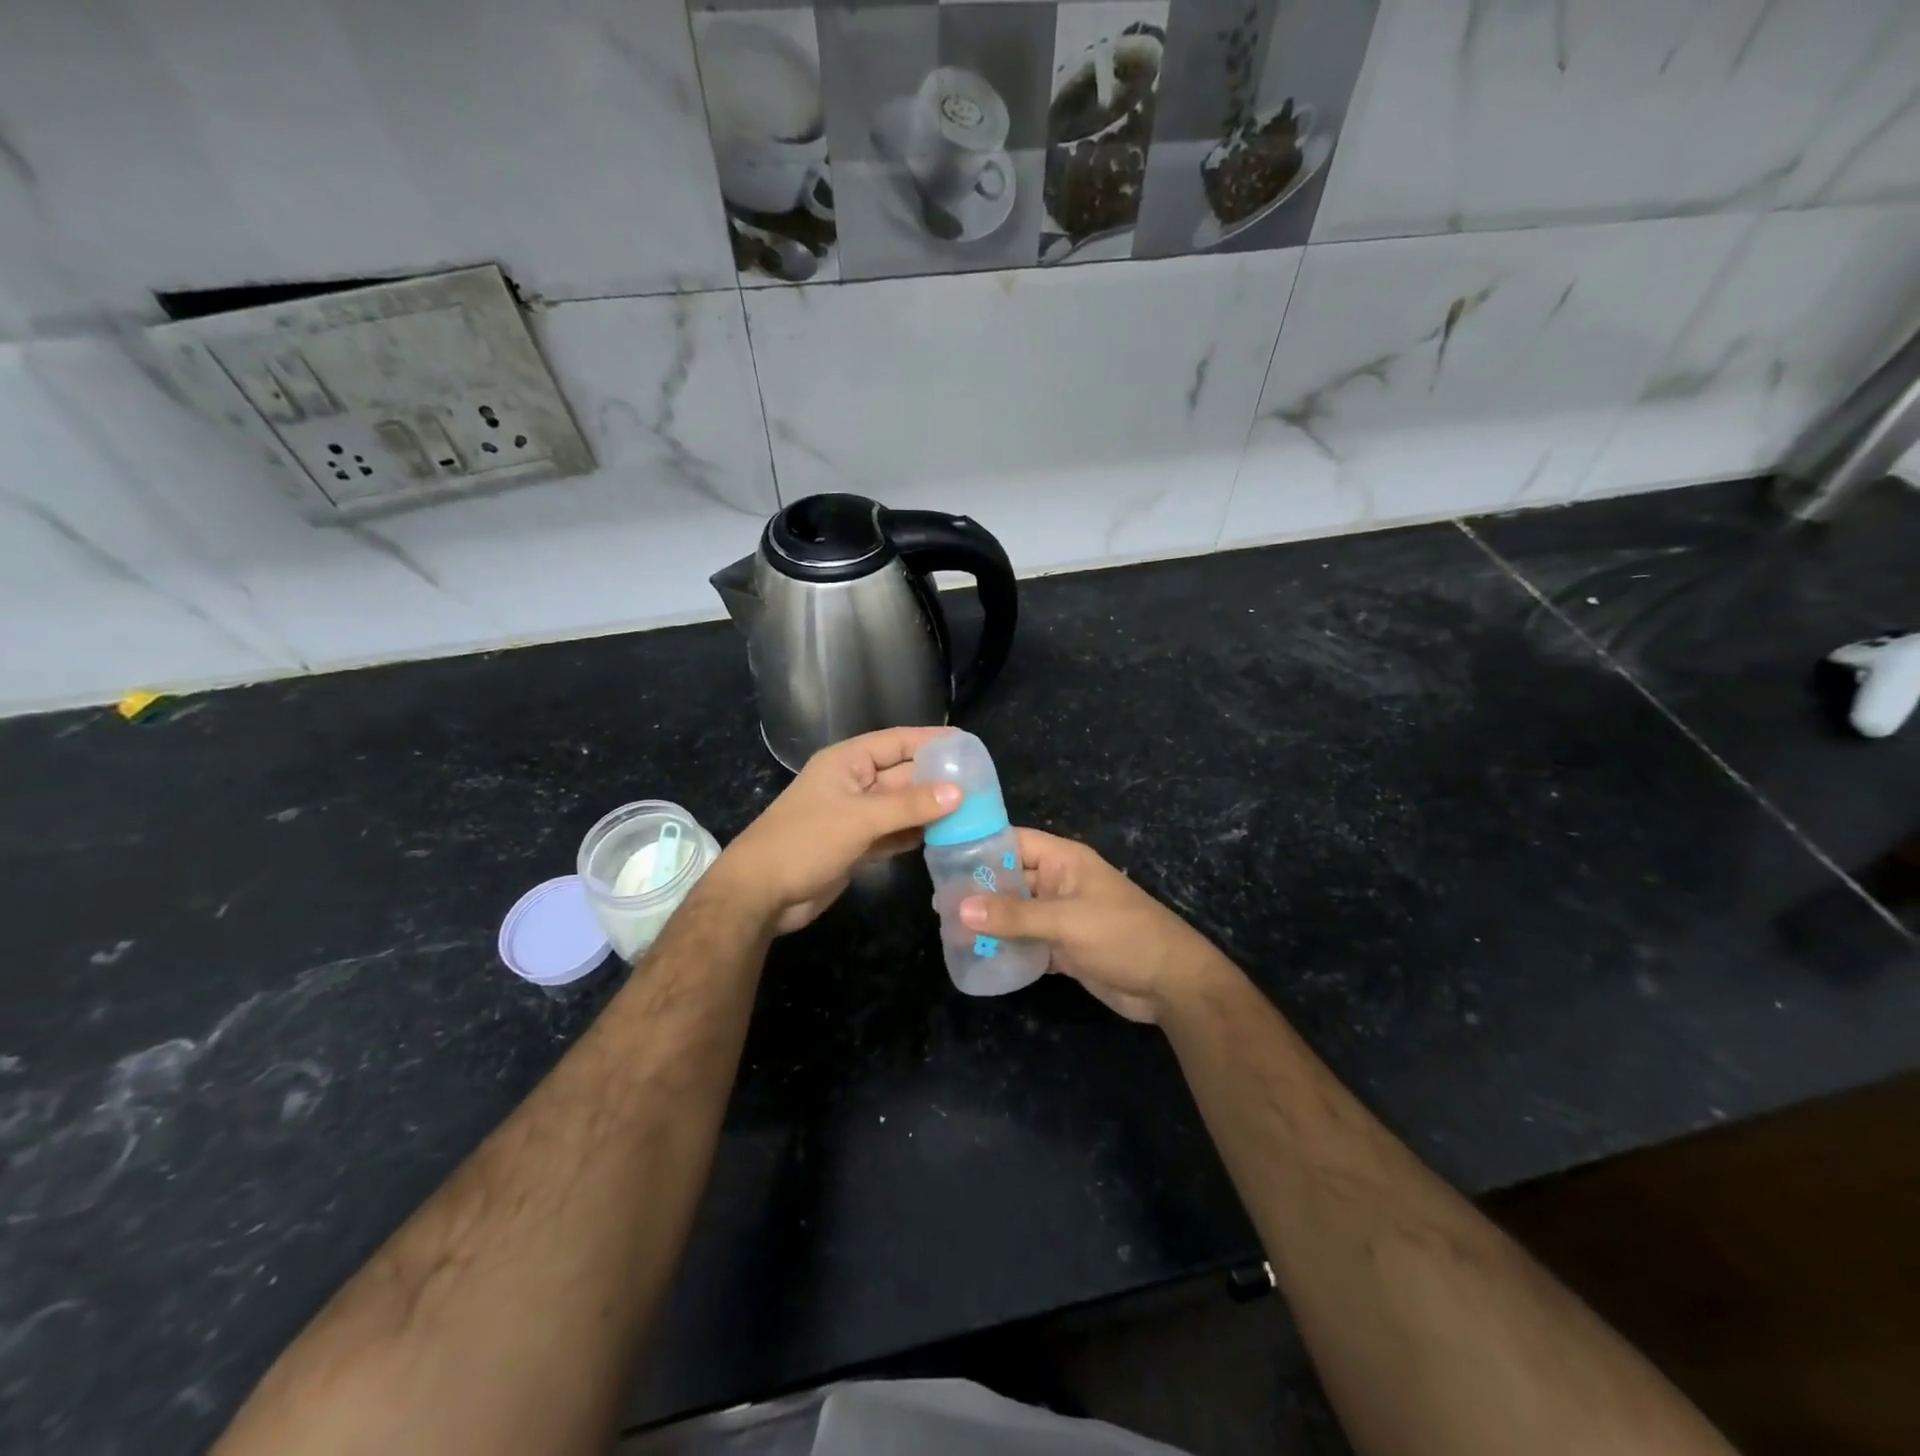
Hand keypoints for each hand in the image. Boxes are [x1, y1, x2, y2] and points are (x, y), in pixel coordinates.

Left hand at [713, 727, 960, 934]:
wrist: (761, 893)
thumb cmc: (805, 842)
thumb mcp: (860, 818)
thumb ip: (909, 805)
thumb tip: (959, 792)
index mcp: (847, 762)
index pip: (897, 742)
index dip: (931, 741)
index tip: (969, 746)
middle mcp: (853, 783)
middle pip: (903, 775)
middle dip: (937, 780)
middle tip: (981, 787)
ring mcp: (855, 816)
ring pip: (901, 806)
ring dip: (930, 809)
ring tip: (973, 812)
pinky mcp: (856, 845)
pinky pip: (893, 833)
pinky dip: (915, 834)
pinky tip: (944, 838)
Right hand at [959, 829, 1227, 1022]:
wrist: (1170, 984)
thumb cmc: (1122, 935)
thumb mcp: (1067, 921)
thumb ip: (1014, 915)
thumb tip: (958, 907)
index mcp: (1064, 861)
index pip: (1014, 841)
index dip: (981, 845)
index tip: (942, 857)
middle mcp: (1059, 883)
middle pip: (1010, 878)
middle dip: (978, 889)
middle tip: (937, 903)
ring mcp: (1061, 916)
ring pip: (1016, 912)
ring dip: (989, 921)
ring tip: (948, 930)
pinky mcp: (1063, 947)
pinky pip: (1026, 941)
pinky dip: (1006, 947)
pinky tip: (977, 955)